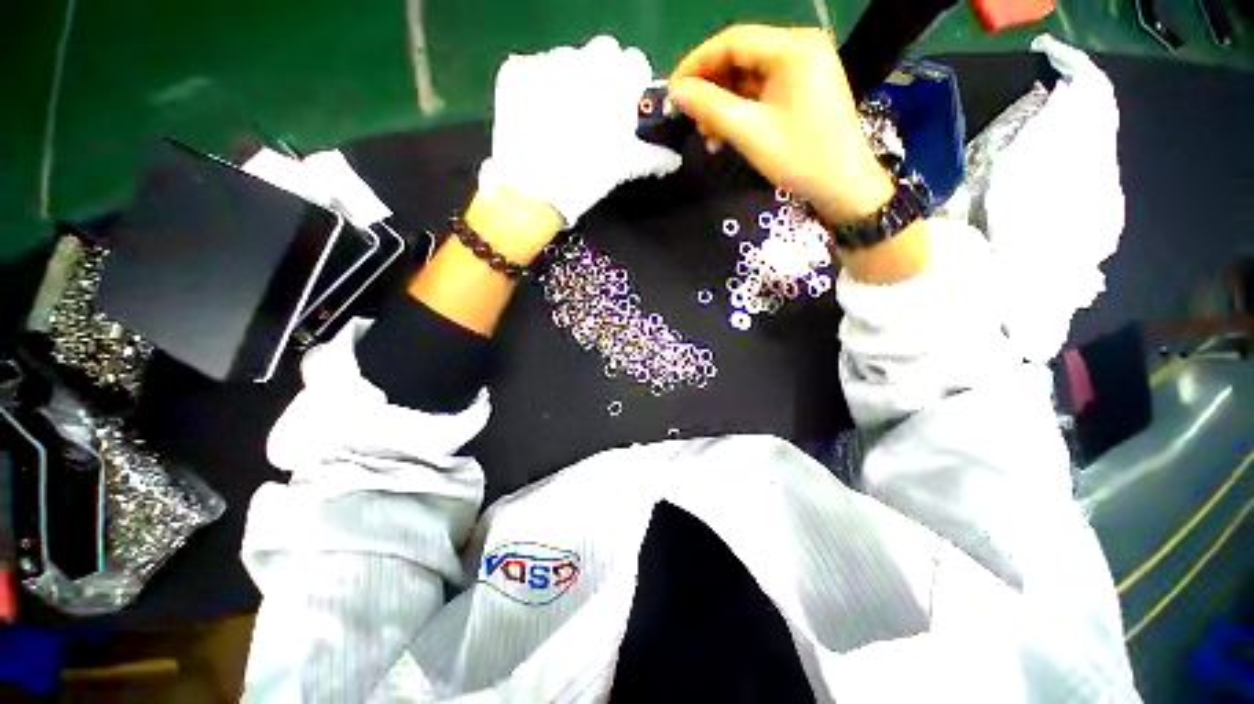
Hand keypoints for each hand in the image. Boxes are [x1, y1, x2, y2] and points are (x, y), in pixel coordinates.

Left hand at [479, 35, 682, 229]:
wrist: (535, 191)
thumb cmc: (587, 177)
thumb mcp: (624, 167)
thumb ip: (653, 157)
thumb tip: (674, 159)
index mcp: (616, 81)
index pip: (635, 62)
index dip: (631, 85)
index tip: (624, 107)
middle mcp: (584, 61)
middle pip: (602, 52)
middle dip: (603, 74)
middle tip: (595, 112)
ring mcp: (546, 61)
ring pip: (567, 57)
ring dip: (570, 78)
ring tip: (562, 117)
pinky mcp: (515, 71)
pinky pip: (532, 66)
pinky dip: (536, 83)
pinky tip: (536, 113)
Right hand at [669, 25, 893, 225]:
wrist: (843, 186)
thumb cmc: (799, 157)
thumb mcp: (749, 132)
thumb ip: (709, 106)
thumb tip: (676, 91)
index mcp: (793, 48)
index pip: (733, 41)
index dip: (697, 64)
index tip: (672, 91)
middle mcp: (800, 47)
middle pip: (741, 57)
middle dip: (711, 89)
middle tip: (689, 118)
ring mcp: (805, 68)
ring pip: (750, 77)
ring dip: (723, 104)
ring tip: (706, 135)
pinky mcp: (804, 88)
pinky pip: (763, 91)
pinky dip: (741, 111)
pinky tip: (726, 134)